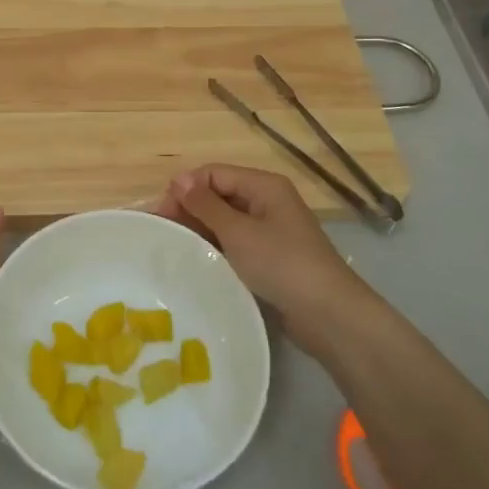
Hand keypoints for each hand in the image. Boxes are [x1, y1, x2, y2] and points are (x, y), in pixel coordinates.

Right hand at [157, 165, 367, 354]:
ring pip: (225, 220)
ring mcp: (270, 229)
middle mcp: (267, 201)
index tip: (161, 214)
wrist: (328, 315)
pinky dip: (216, 247)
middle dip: (190, 209)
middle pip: (219, 195)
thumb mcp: (238, 232)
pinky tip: (198, 260)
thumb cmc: (281, 264)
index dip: (185, 189)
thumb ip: (206, 205)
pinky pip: (235, 242)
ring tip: (174, 247)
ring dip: (201, 229)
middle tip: (162, 233)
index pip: (213, 174)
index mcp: (264, 185)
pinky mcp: (270, 256)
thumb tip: (178, 179)